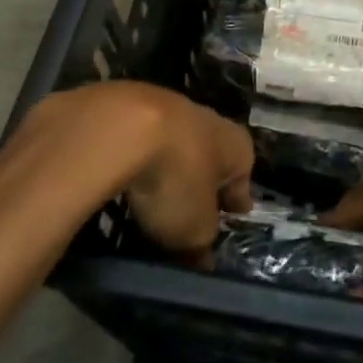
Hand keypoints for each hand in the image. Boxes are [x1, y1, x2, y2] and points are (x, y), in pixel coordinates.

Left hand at [22, 82, 253, 258]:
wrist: (121, 126)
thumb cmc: (176, 179)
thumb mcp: (194, 229)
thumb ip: (200, 244)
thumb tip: (200, 257)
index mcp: (236, 145)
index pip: (242, 178)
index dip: (235, 201)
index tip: (230, 218)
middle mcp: (208, 119)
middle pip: (208, 156)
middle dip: (200, 180)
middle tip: (189, 210)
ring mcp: (167, 106)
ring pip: (171, 144)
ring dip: (165, 165)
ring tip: (149, 196)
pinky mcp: (129, 105)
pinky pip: (137, 140)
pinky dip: (133, 157)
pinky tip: (120, 176)